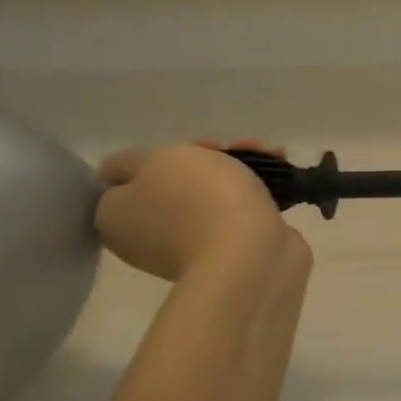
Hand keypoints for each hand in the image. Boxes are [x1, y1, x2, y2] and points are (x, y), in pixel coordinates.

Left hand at [95, 138, 287, 282]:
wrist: (251, 253)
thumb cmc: (199, 199)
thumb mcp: (155, 160)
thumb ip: (130, 161)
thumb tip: (122, 173)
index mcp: (117, 217)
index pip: (126, 180)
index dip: (158, 156)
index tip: (188, 147)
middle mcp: (148, 236)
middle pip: (175, 183)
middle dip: (208, 158)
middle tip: (231, 147)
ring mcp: (192, 246)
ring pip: (212, 194)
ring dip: (240, 169)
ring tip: (272, 153)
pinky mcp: (232, 251)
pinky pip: (240, 212)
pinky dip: (258, 191)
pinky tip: (282, 176)